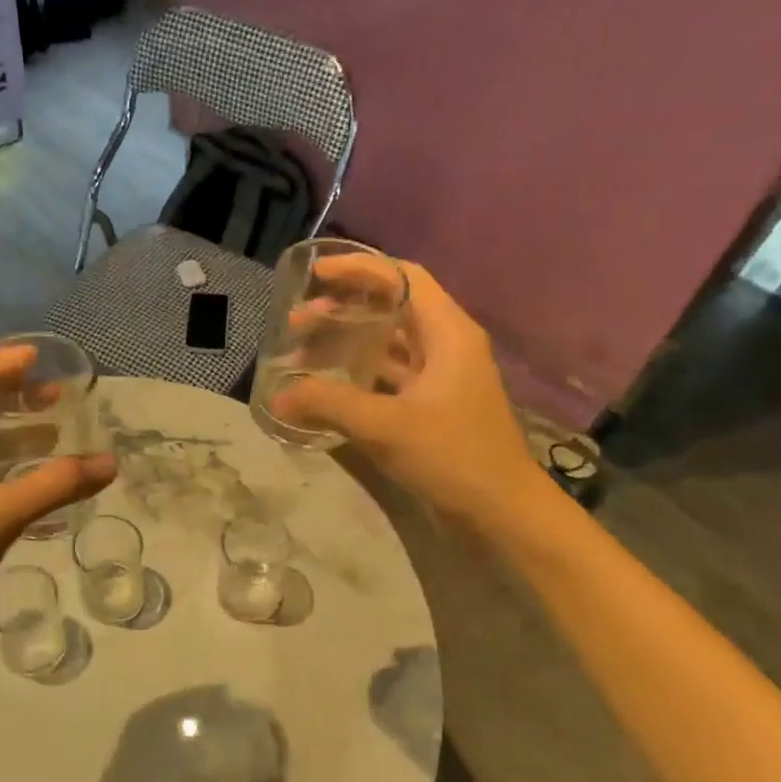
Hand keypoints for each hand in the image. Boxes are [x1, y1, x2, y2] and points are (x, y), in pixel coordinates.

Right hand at [271, 261, 543, 522]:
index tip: (315, 275)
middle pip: (391, 308)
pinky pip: (389, 376)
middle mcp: (447, 345)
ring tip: (303, 352)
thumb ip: (329, 405)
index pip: (402, 277)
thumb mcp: (385, 425)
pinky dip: (358, 374)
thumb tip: (279, 394)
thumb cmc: (452, 456)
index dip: (358, 269)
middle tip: (298, 321)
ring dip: (347, 343)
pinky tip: (327, 387)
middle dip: (343, 308)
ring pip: (388, 344)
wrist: (501, 512)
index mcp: (448, 332)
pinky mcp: (432, 406)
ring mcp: (441, 377)